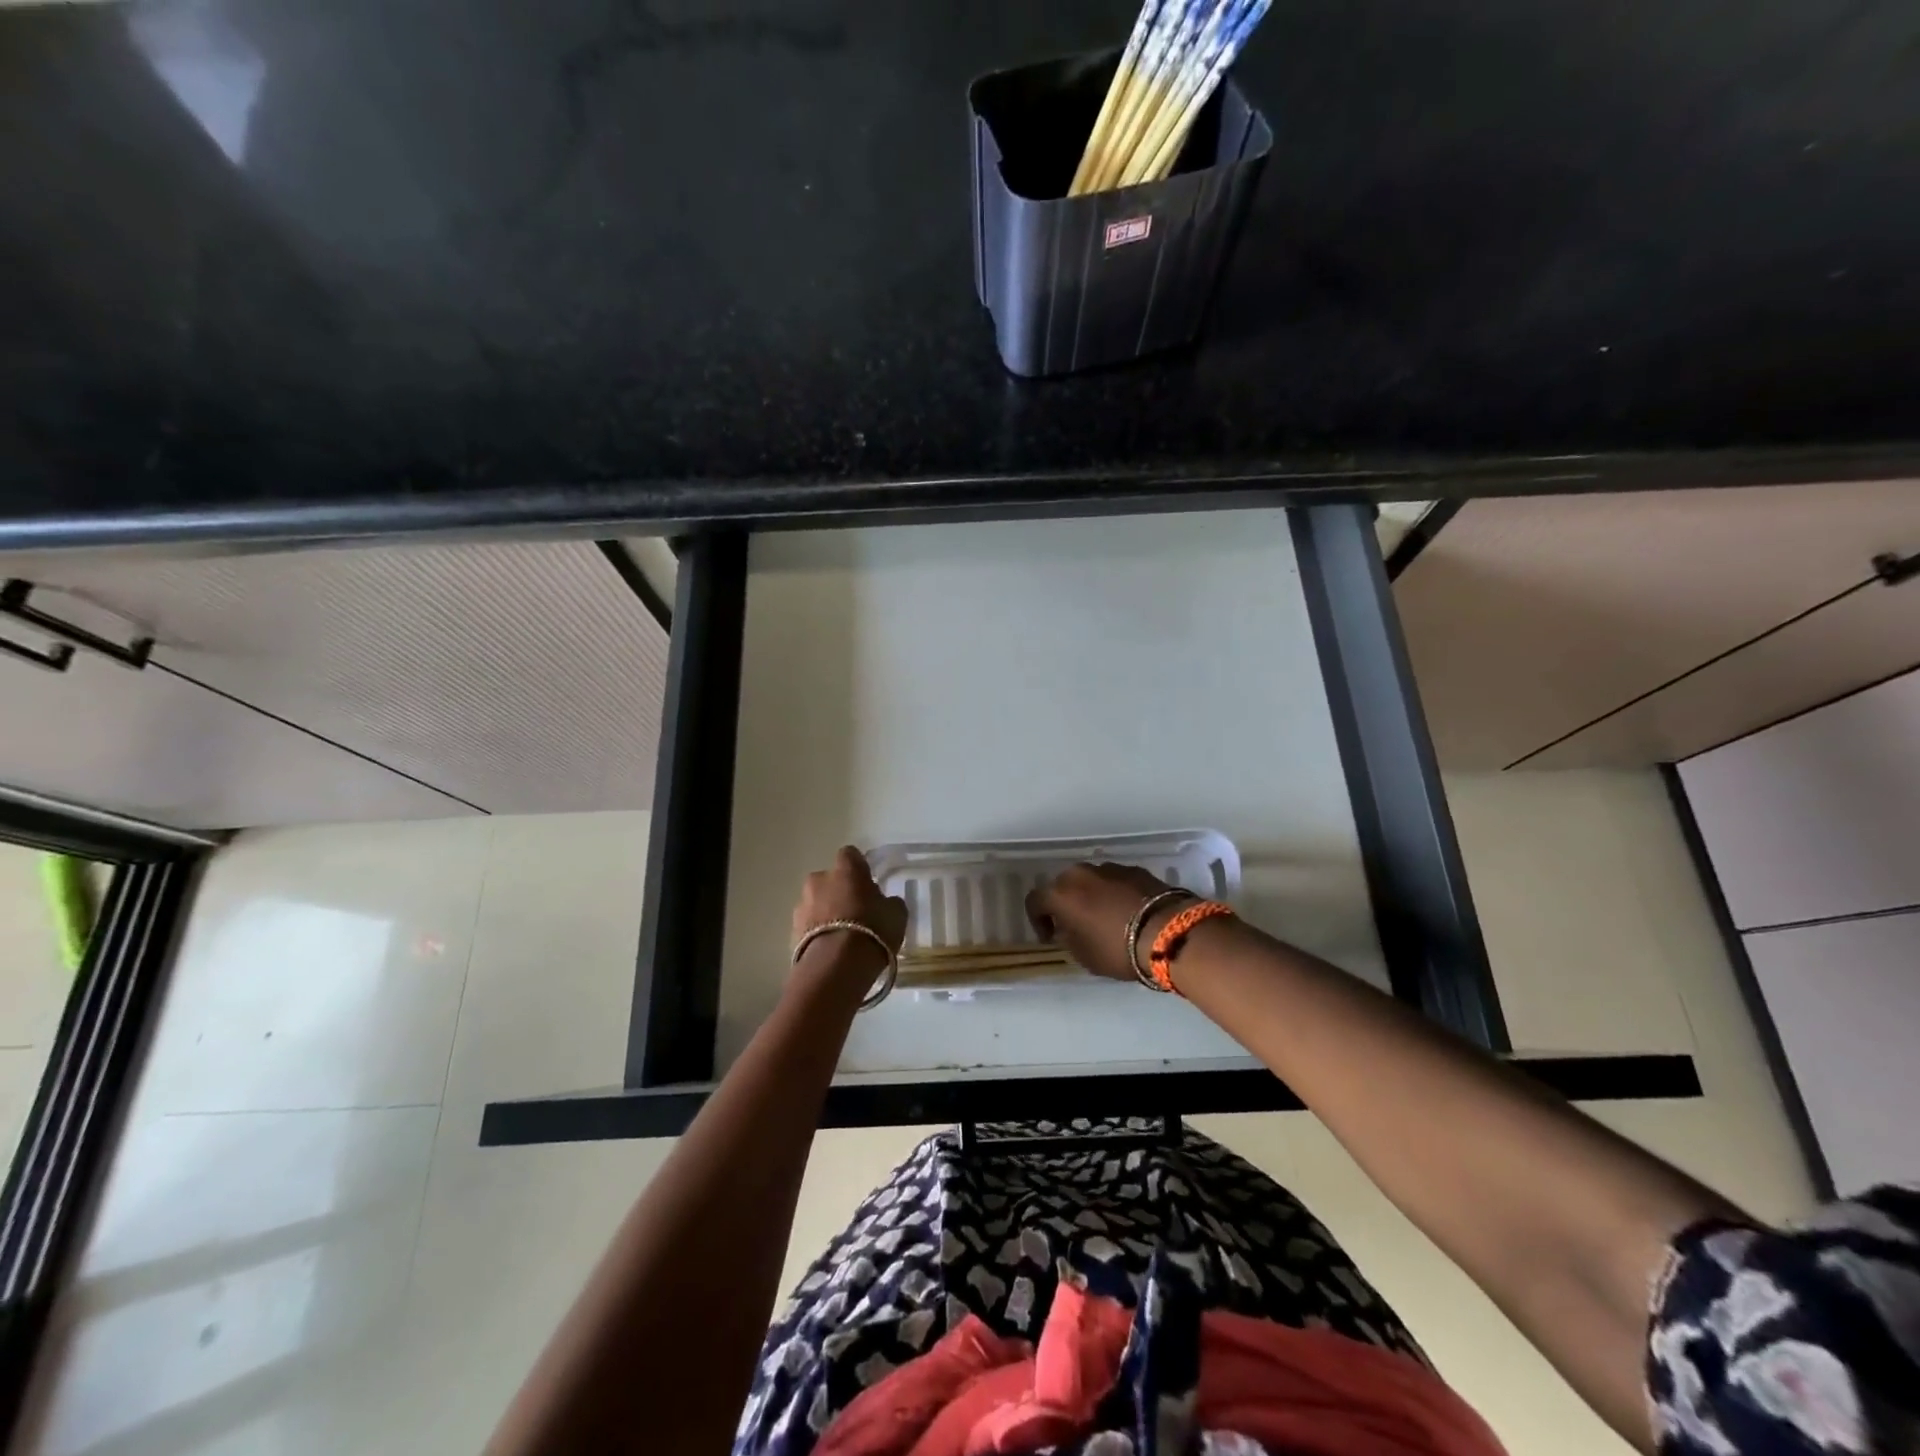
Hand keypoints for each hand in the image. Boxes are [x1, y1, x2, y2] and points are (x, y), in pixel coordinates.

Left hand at [792, 847, 908, 976]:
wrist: (836, 966)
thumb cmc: (872, 930)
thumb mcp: (896, 914)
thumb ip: (888, 902)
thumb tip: (884, 902)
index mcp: (845, 869)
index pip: (850, 855)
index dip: (859, 867)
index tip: (868, 882)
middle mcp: (819, 880)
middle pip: (829, 880)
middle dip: (839, 891)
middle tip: (856, 911)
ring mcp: (802, 905)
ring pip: (816, 902)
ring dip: (826, 912)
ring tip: (842, 935)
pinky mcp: (792, 931)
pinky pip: (808, 925)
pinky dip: (817, 932)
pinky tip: (831, 949)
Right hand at [1025, 862, 1177, 981]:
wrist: (1168, 932)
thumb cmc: (1117, 948)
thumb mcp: (1083, 955)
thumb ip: (1068, 937)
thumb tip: (1068, 928)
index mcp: (1061, 893)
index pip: (1035, 900)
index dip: (1037, 920)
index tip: (1050, 937)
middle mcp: (1081, 874)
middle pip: (1063, 886)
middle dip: (1065, 904)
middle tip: (1075, 925)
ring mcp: (1109, 868)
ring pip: (1090, 881)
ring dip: (1091, 897)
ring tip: (1105, 918)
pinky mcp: (1135, 869)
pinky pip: (1114, 881)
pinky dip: (1114, 893)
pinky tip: (1127, 912)